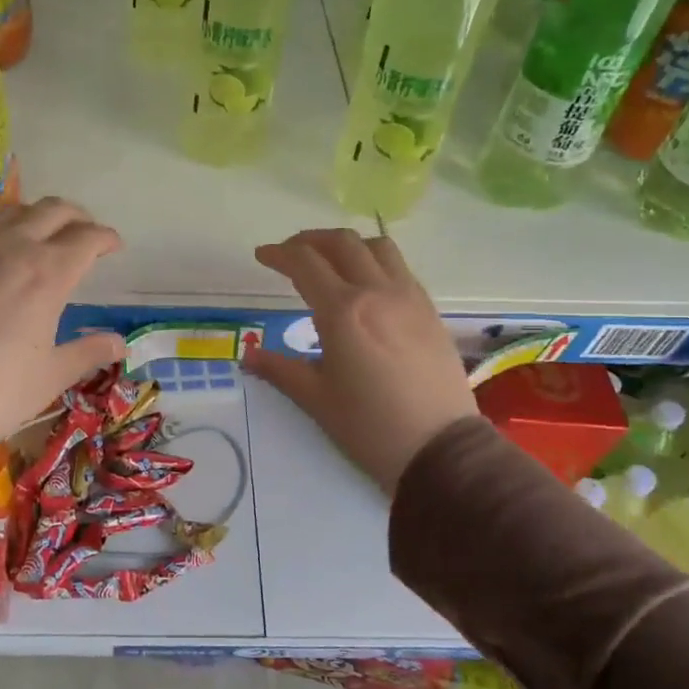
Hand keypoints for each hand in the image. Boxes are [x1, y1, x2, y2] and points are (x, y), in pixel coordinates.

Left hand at [0, 197, 126, 442]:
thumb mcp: (52, 374)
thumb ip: (88, 352)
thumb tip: (119, 344)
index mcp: (48, 274)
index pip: (87, 238)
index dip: (106, 238)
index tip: (114, 246)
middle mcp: (14, 249)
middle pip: (53, 211)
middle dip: (77, 217)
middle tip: (86, 233)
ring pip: (14, 211)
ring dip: (38, 215)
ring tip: (45, 233)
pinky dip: (4, 230)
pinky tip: (3, 252)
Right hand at [245, 229, 475, 493]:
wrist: (439, 448)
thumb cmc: (369, 426)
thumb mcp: (316, 399)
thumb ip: (279, 369)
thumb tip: (249, 356)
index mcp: (342, 312)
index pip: (305, 263)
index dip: (279, 254)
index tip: (262, 256)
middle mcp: (377, 292)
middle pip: (341, 243)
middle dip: (309, 240)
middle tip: (291, 254)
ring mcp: (409, 297)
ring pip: (377, 246)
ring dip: (347, 244)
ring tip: (330, 261)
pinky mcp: (430, 310)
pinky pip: (400, 268)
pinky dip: (375, 261)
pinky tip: (367, 285)